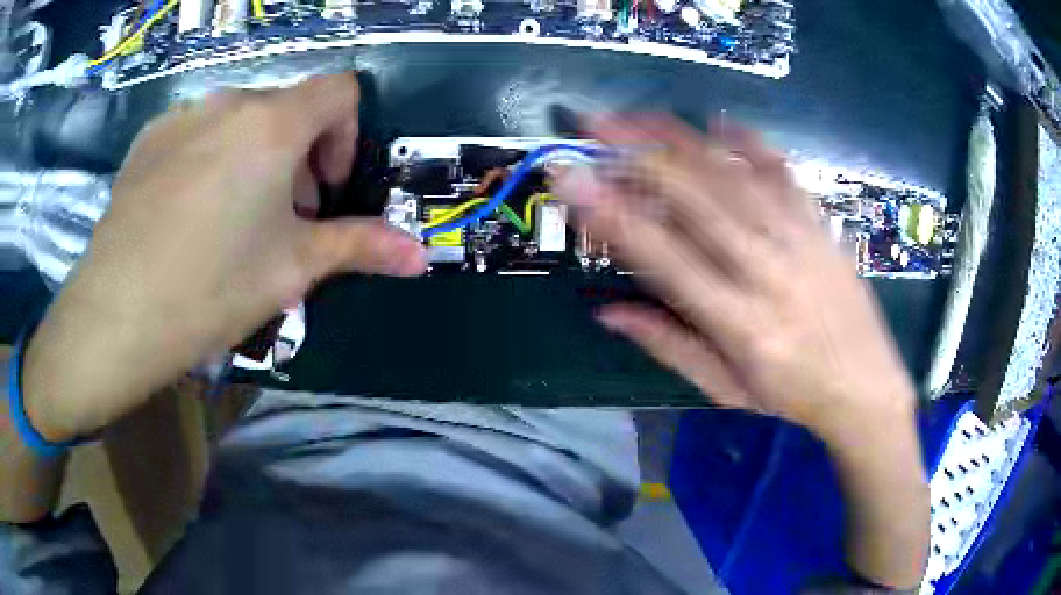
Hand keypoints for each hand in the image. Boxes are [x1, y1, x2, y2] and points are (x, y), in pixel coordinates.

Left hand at [22, 74, 427, 440]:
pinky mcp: (147, 140)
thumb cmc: (211, 289)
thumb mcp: (292, 269)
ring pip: (238, 119)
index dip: (347, 133)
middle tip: (281, 220)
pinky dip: (209, 158)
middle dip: (298, 156)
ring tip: (231, 221)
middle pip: (286, 108)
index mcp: (272, 122)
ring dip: (253, 157)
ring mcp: (181, 116)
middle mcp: (228, 101)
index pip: (340, 90)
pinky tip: (186, 215)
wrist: (116, 316)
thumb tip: (421, 257)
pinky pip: (195, 132)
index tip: (325, 189)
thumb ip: (361, 248)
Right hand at [556, 115, 916, 440]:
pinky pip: (784, 173)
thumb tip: (608, 311)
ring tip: (639, 114)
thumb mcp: (726, 388)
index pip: (664, 257)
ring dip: (682, 139)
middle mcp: (767, 271)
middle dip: (638, 155)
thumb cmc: (793, 395)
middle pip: (697, 199)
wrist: (867, 386)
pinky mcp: (820, 227)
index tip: (574, 182)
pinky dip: (751, 142)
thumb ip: (668, 345)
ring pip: (734, 176)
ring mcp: (800, 241)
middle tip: (594, 124)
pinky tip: (720, 122)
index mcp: (739, 321)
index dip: (613, 215)